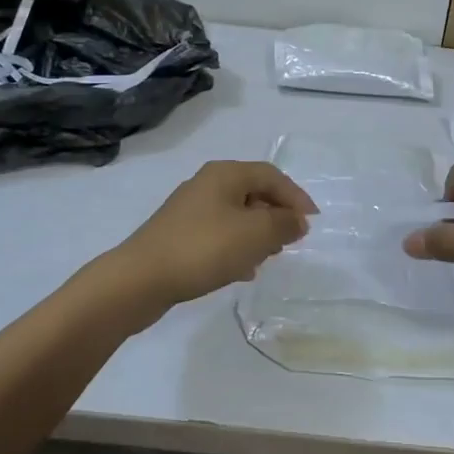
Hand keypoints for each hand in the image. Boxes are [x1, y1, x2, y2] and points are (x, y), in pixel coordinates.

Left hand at [109, 161, 317, 309]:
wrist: (141, 278)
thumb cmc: (204, 248)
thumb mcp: (255, 234)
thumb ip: (283, 224)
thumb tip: (297, 220)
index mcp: (225, 174)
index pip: (272, 175)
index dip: (296, 197)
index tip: (312, 222)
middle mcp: (207, 184)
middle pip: (253, 192)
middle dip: (276, 215)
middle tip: (291, 241)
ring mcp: (190, 209)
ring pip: (237, 215)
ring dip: (257, 234)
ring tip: (269, 258)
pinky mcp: (179, 234)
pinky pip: (219, 234)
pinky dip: (236, 247)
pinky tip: (242, 271)